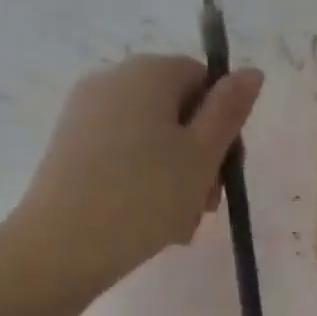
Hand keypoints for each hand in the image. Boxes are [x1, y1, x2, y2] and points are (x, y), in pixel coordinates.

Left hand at [12, 55, 263, 299]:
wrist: (65, 244)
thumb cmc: (147, 195)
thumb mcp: (203, 154)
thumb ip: (230, 110)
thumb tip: (251, 71)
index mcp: (148, 72)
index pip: (202, 79)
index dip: (222, 123)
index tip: (224, 169)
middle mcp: (112, 80)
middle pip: (176, 110)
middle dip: (199, 156)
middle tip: (205, 204)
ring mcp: (86, 113)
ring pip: (151, 139)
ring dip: (175, 176)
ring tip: (179, 221)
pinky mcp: (70, 146)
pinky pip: (122, 155)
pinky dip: (143, 181)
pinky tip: (149, 220)